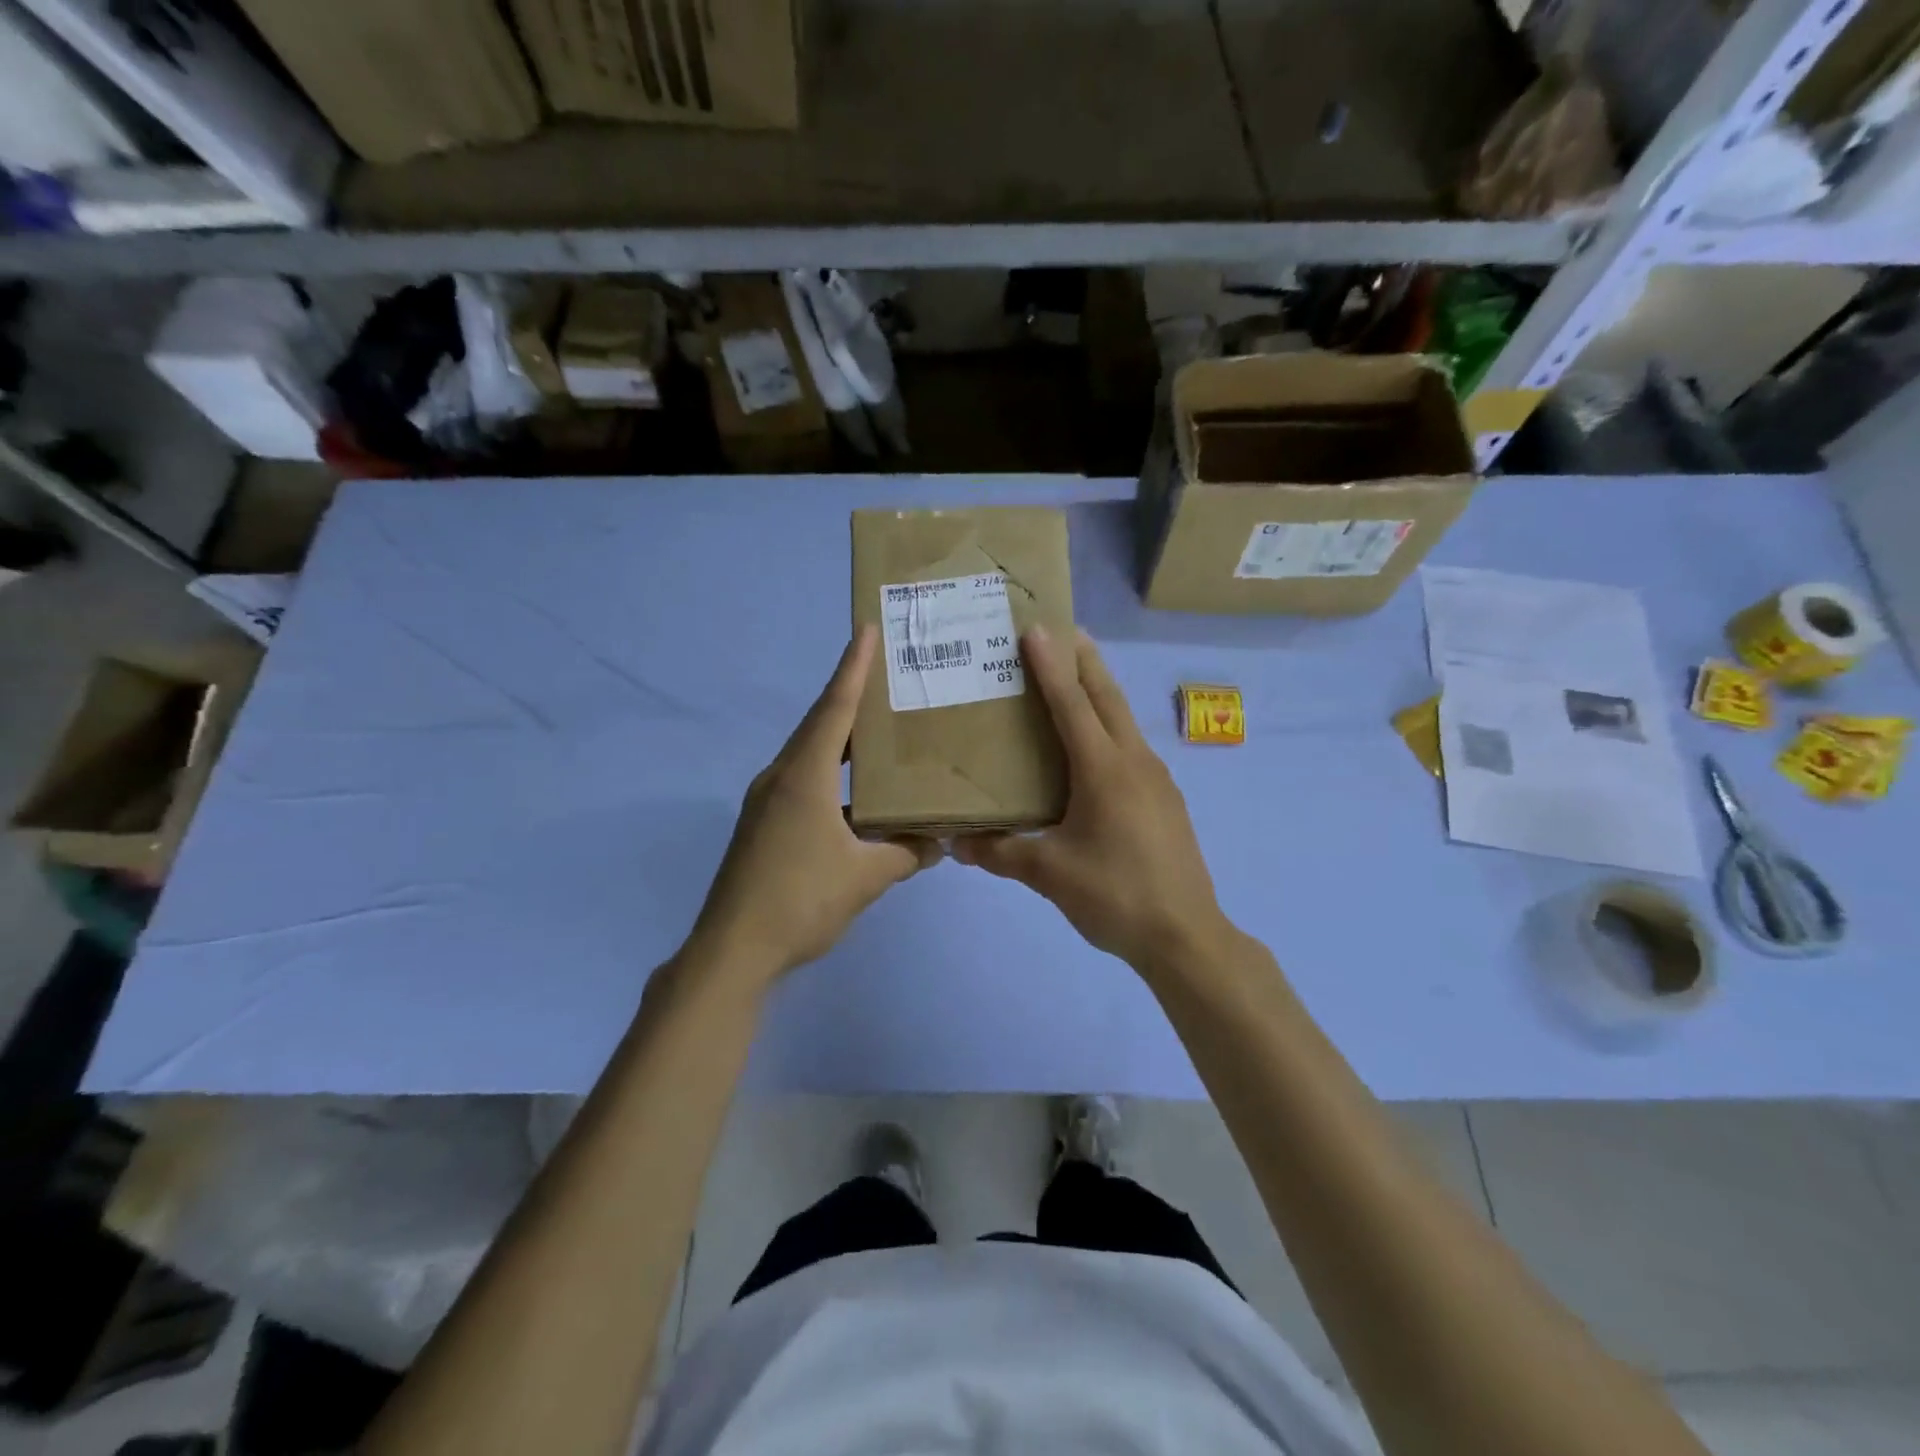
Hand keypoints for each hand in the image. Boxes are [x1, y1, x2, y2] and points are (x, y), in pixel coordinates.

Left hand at [688, 628, 937, 983]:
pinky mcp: (764, 825)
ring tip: (879, 728)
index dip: (853, 668)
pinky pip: (804, 781)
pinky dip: (833, 773)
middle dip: (851, 696)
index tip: (866, 629)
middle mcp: (781, 777)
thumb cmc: (800, 901)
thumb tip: (940, 841)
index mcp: (803, 776)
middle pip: (820, 724)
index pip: (834, 709)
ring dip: (842, 737)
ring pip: (810, 754)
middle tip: (888, 676)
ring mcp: (767, 802)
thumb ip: (906, 853)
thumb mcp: (866, 877)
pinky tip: (858, 792)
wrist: (732, 949)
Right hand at [953, 627, 1229, 971]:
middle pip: (1107, 696)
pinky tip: (1094, 749)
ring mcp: (1156, 778)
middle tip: (1061, 630)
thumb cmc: (1114, 895)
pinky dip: (1109, 727)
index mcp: (1104, 769)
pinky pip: (1131, 747)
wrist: (1185, 935)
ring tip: (1073, 679)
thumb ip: (1001, 854)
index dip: (1050, 665)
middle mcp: (1134, 761)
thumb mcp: (1049, 874)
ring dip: (1099, 692)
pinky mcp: (1165, 799)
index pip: (1072, 703)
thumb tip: (957, 844)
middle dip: (1084, 660)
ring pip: (1123, 720)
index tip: (1035, 628)